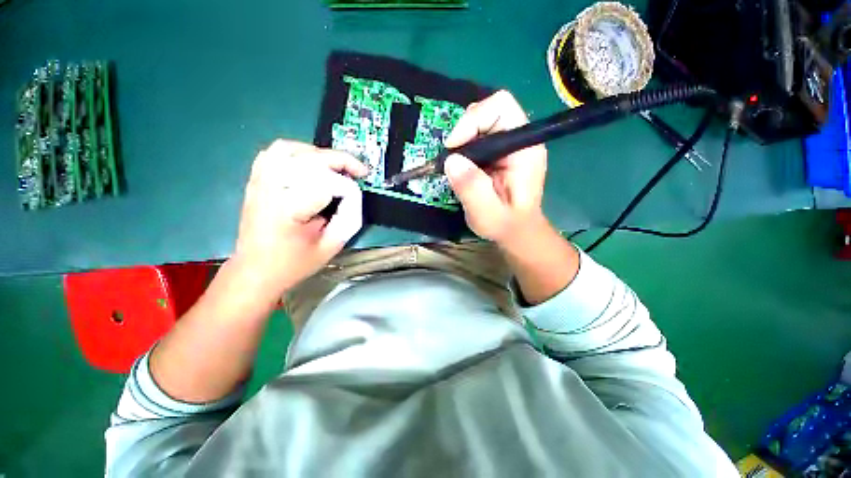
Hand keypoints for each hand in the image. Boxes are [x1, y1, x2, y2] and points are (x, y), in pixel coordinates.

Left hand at [233, 140, 367, 297]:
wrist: (255, 270)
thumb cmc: (294, 263)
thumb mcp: (331, 246)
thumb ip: (349, 218)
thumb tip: (354, 194)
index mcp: (288, 211)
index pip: (328, 185)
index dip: (349, 189)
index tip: (356, 200)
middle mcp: (270, 190)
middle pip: (310, 160)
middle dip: (341, 161)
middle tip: (360, 170)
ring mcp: (259, 183)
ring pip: (290, 149)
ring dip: (319, 153)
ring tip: (336, 165)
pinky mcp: (255, 181)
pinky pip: (274, 153)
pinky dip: (297, 152)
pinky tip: (311, 163)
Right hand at [444, 90, 547, 245]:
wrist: (514, 231)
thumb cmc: (505, 225)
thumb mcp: (487, 212)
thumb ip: (472, 188)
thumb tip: (451, 160)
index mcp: (524, 149)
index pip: (501, 108)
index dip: (473, 120)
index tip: (454, 147)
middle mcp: (518, 140)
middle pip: (489, 111)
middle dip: (464, 129)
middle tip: (451, 156)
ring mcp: (508, 145)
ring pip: (480, 122)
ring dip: (462, 139)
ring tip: (455, 163)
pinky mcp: (498, 153)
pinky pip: (477, 137)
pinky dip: (463, 147)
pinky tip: (460, 165)